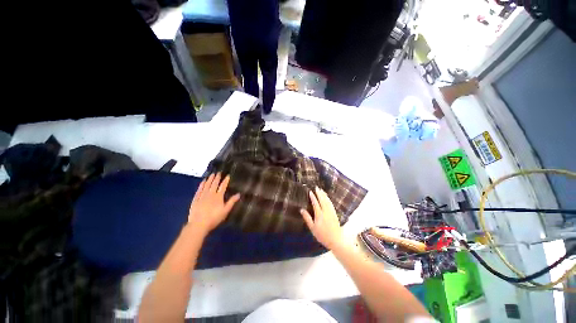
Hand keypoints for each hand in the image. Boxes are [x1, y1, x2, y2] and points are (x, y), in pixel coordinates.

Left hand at [187, 173, 239, 234]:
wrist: (199, 224)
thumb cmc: (214, 218)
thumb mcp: (225, 211)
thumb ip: (232, 202)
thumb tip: (239, 194)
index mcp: (218, 196)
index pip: (223, 186)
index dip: (225, 180)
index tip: (228, 175)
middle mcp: (210, 194)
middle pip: (214, 184)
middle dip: (217, 178)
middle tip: (218, 172)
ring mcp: (202, 196)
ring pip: (207, 185)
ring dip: (209, 179)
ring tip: (211, 174)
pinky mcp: (196, 199)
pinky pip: (199, 189)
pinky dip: (201, 185)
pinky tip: (203, 181)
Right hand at [300, 187, 345, 250]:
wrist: (336, 240)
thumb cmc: (322, 235)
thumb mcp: (312, 228)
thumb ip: (307, 218)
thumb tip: (301, 210)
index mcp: (319, 214)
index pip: (315, 203)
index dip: (313, 197)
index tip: (310, 191)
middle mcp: (325, 211)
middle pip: (322, 200)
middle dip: (319, 193)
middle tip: (317, 187)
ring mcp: (331, 212)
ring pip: (327, 201)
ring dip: (324, 195)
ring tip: (321, 190)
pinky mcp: (335, 213)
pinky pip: (331, 204)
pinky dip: (329, 199)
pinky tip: (327, 198)